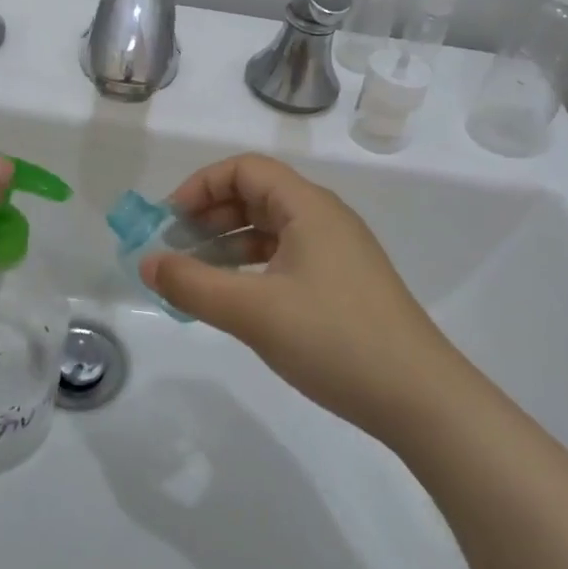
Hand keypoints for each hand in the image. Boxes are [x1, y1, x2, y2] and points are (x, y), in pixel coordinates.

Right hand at [141, 154, 462, 441]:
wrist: (421, 399)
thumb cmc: (334, 340)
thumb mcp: (253, 312)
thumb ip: (193, 284)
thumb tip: (147, 262)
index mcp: (309, 206)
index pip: (246, 169)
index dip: (201, 186)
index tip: (169, 222)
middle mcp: (325, 218)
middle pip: (257, 195)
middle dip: (210, 215)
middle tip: (175, 248)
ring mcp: (338, 252)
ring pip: (271, 228)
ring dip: (229, 243)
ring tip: (196, 274)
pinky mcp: (344, 283)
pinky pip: (287, 257)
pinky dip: (253, 266)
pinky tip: (235, 297)